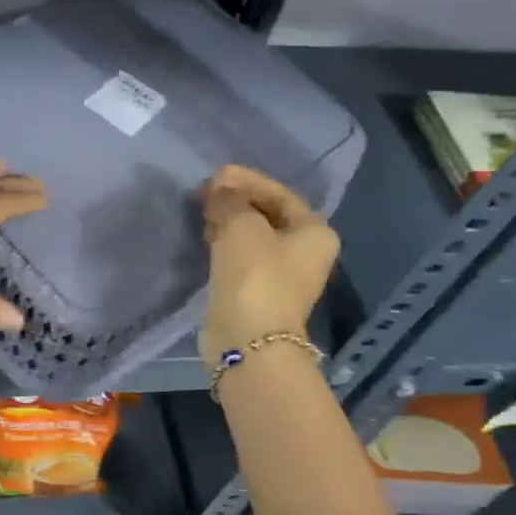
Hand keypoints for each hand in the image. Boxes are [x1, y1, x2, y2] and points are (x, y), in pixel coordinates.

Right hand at [198, 164, 337, 362]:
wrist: (247, 339)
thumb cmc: (255, 275)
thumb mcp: (241, 226)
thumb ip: (229, 200)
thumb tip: (219, 190)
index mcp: (314, 232)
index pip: (280, 194)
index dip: (247, 180)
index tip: (215, 174)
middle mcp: (305, 252)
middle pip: (268, 215)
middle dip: (237, 201)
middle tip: (205, 193)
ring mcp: (281, 276)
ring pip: (253, 237)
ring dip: (229, 222)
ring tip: (201, 213)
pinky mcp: (257, 293)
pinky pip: (241, 258)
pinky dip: (225, 244)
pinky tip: (205, 239)